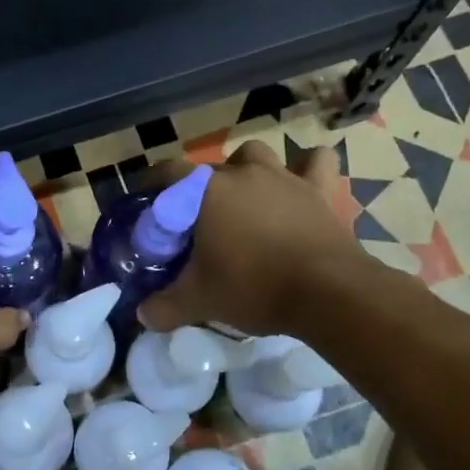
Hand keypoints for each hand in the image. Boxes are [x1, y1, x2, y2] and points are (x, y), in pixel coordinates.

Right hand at [139, 141, 357, 338]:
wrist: (327, 292)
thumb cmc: (254, 287)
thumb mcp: (200, 302)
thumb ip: (165, 307)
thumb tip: (143, 314)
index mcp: (207, 192)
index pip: (169, 173)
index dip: (155, 184)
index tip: (150, 201)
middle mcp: (244, 174)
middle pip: (210, 168)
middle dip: (198, 188)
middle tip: (196, 219)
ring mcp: (284, 177)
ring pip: (256, 154)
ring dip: (245, 169)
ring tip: (243, 196)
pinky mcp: (320, 189)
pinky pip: (315, 162)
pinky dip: (307, 167)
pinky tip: (301, 181)